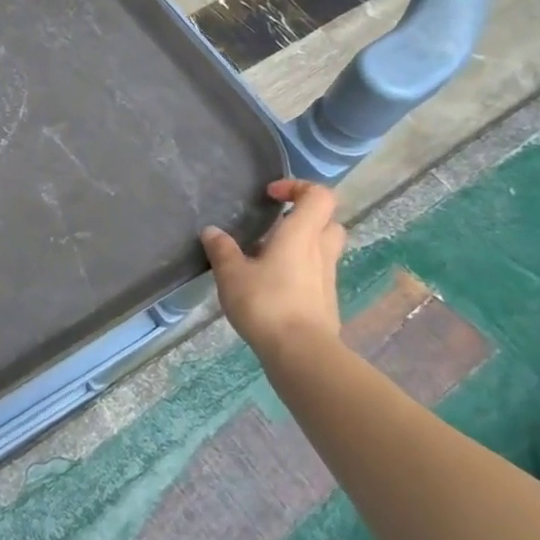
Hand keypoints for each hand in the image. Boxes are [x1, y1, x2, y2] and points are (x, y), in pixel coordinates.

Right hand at [202, 179, 346, 355]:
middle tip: (274, 225)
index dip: (298, 187)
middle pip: (327, 221)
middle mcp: (320, 251)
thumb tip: (212, 231)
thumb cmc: (266, 303)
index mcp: (301, 234)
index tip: (271, 196)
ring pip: (322, 248)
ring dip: (300, 245)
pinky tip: (272, 285)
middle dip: (304, 217)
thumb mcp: (231, 274)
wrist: (301, 353)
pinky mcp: (326, 301)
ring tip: (266, 256)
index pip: (319, 196)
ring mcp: (327, 277)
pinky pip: (316, 273)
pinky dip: (299, 270)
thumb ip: (222, 249)